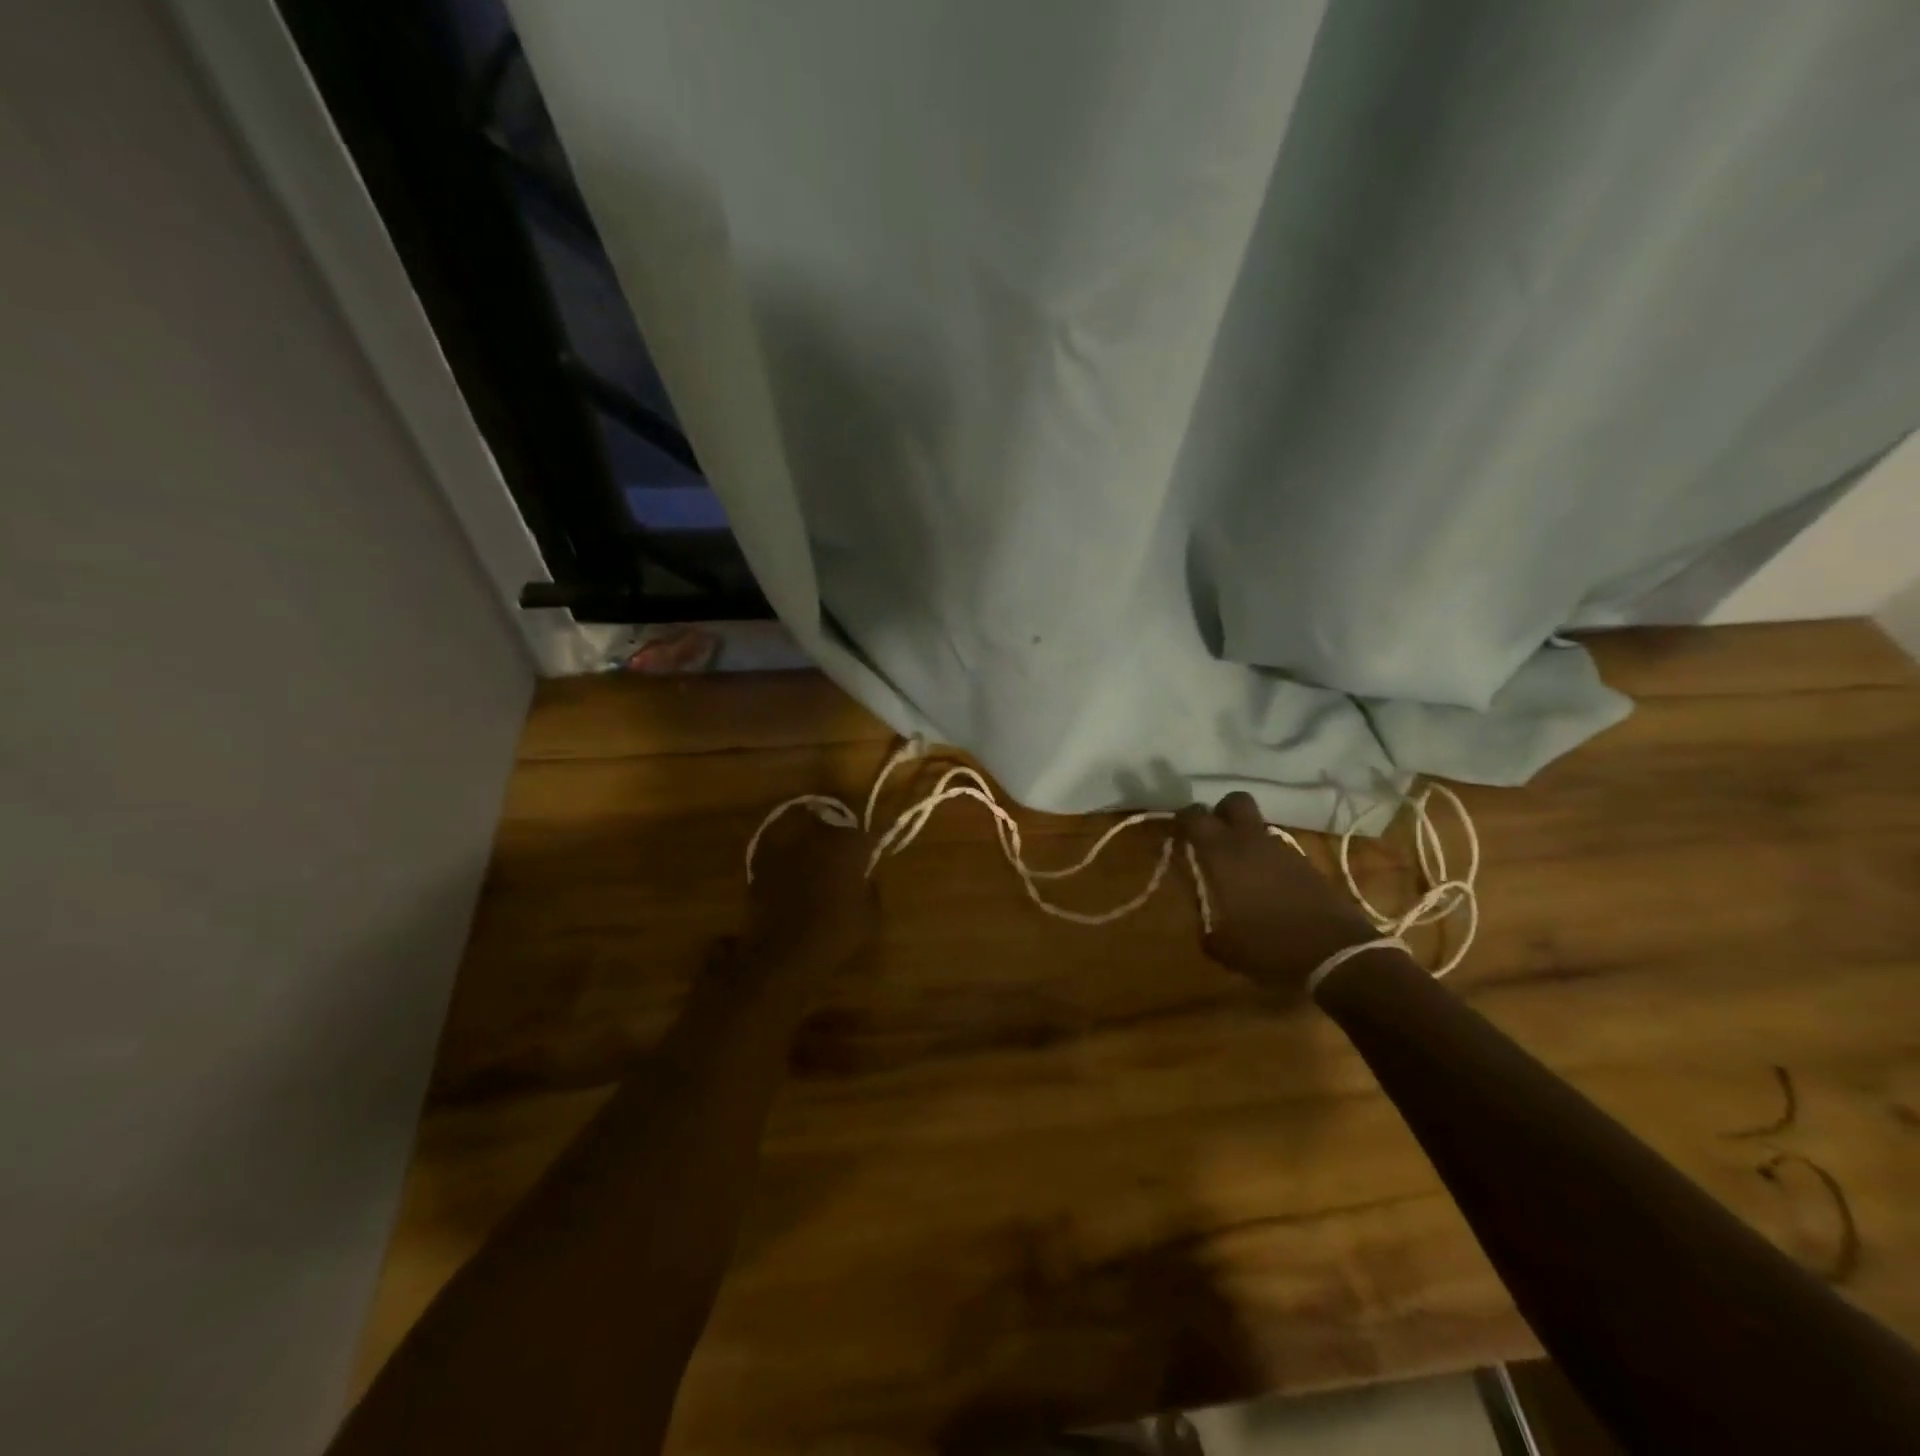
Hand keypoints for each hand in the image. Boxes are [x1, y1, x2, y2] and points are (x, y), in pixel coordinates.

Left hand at [742, 811, 875, 976]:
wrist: (781, 956)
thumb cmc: (833, 935)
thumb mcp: (869, 918)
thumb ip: (871, 890)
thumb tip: (865, 879)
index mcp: (847, 847)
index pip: (865, 836)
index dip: (870, 848)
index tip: (871, 862)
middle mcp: (816, 839)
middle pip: (834, 832)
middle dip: (842, 847)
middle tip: (846, 868)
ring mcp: (786, 850)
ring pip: (807, 843)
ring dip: (815, 855)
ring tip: (819, 877)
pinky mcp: (762, 865)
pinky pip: (784, 859)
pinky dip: (791, 868)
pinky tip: (793, 888)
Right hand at [1176, 792, 1378, 995]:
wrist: (1337, 955)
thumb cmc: (1270, 948)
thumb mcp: (1226, 949)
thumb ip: (1208, 932)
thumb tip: (1205, 929)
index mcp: (1224, 855)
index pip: (1196, 816)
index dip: (1183, 818)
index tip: (1177, 830)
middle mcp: (1252, 843)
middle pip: (1235, 801)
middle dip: (1220, 812)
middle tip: (1212, 836)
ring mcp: (1284, 851)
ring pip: (1258, 827)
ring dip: (1245, 840)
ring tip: (1239, 872)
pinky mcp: (1307, 865)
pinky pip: (1278, 851)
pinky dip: (1267, 860)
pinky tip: (1266, 889)